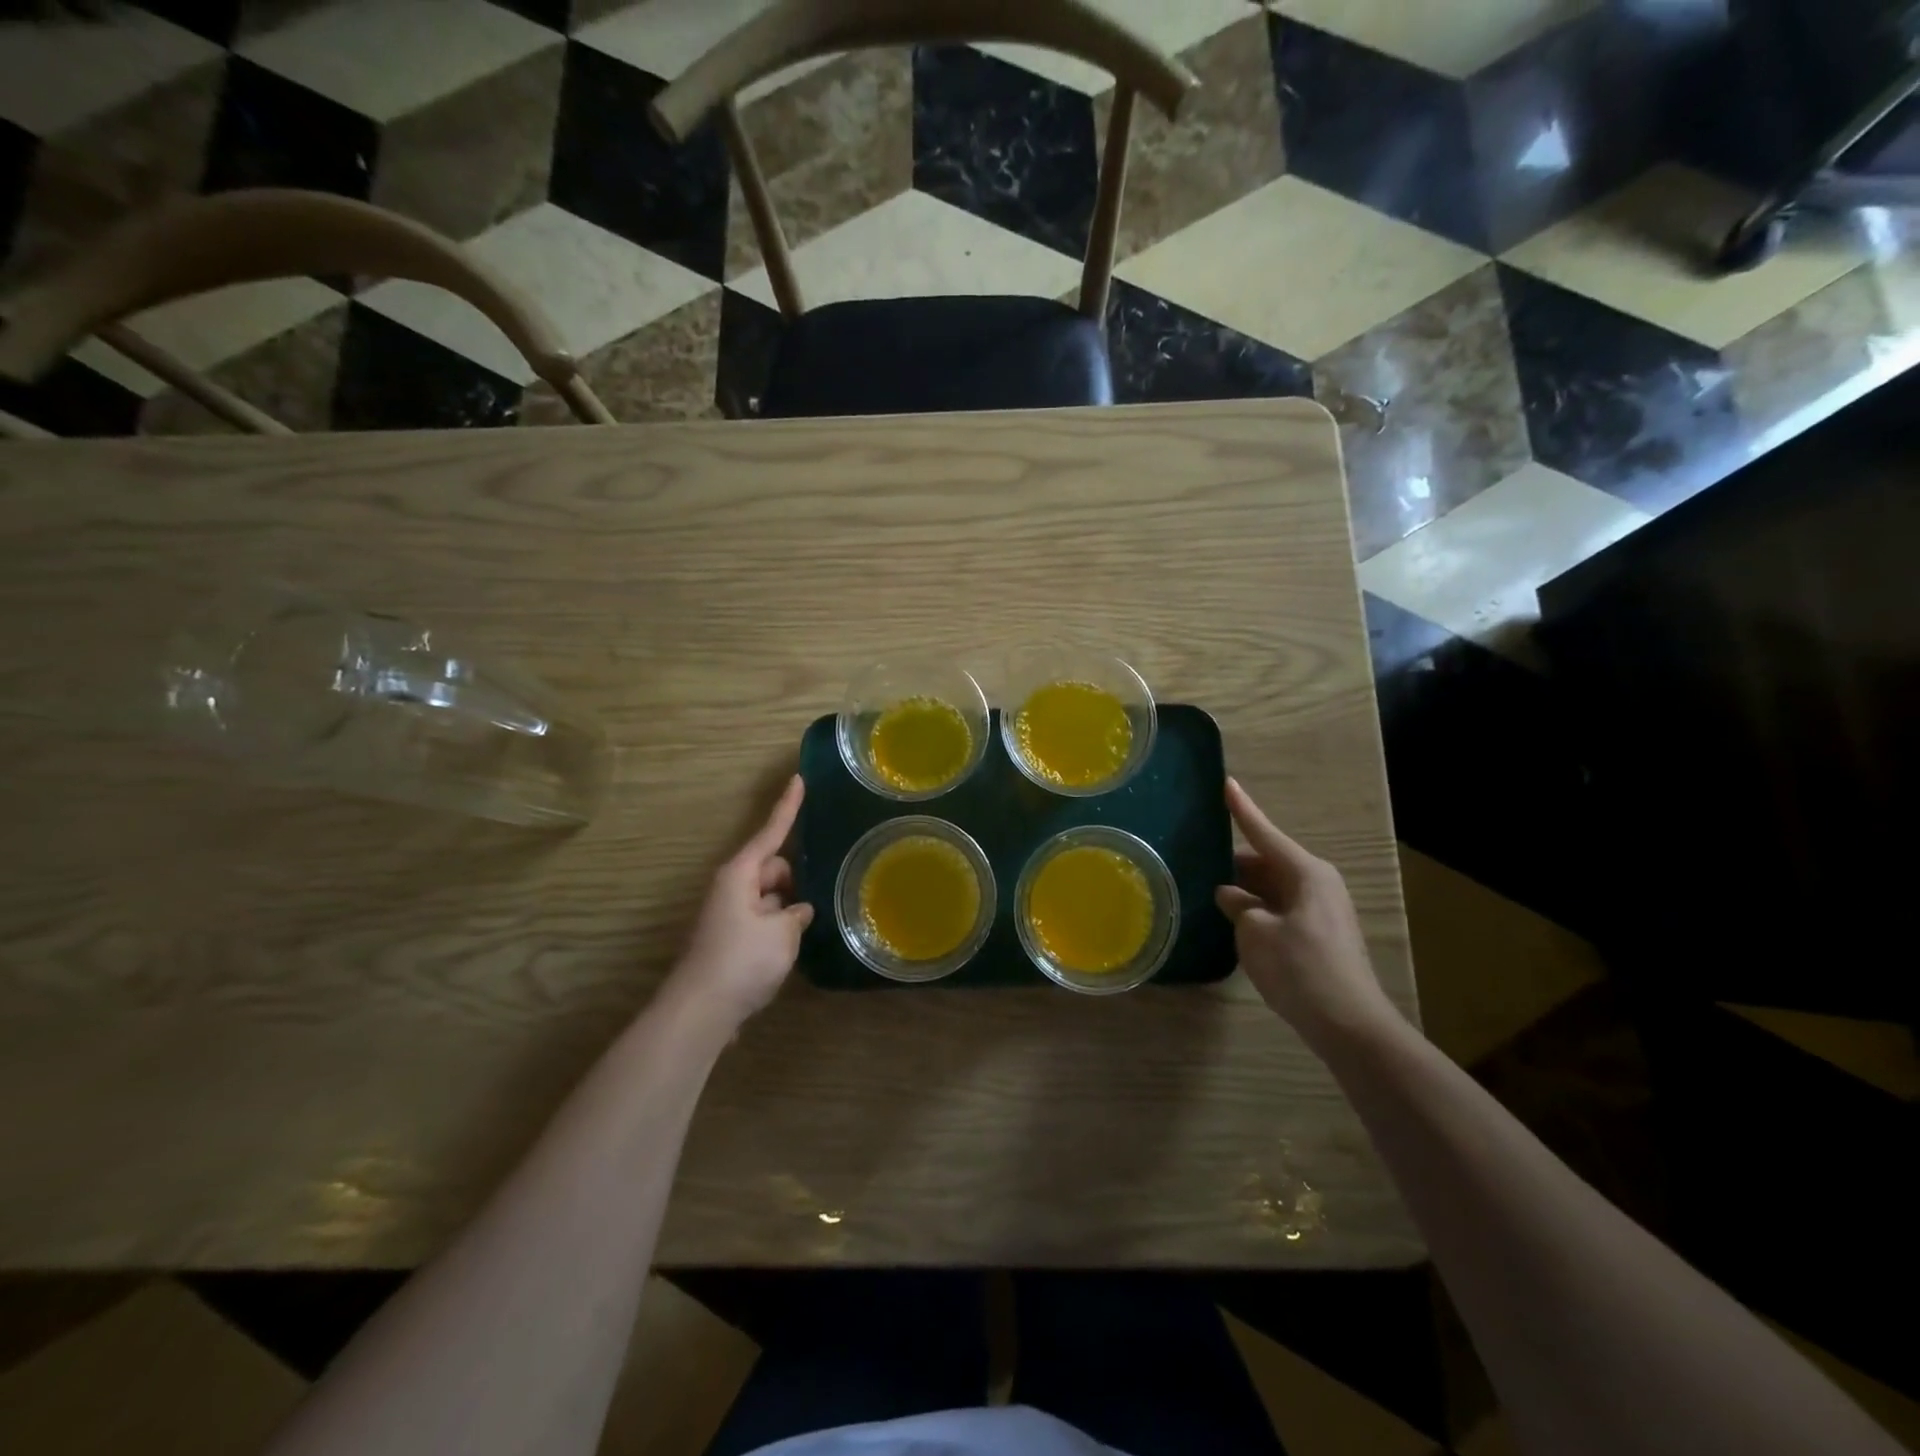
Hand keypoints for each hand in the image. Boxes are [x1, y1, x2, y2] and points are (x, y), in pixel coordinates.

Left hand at [670, 775, 814, 1027]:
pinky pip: (762, 919)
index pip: (771, 831)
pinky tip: (794, 946)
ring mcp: (730, 915)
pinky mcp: (731, 939)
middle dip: (794, 876)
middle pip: (772, 867)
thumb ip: (795, 914)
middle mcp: (732, 888)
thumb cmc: (742, 960)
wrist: (701, 1011)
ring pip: (769, 896)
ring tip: (809, 925)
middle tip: (816, 895)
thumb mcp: (781, 933)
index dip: (788, 806)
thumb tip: (797, 911)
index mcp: (740, 874)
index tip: (799, 778)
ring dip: (787, 905)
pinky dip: (778, 926)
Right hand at [1215, 778, 1394, 1044]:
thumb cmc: (1300, 969)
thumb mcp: (1256, 933)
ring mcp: (1320, 910)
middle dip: (1234, 863)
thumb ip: (1238, 906)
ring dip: (1244, 890)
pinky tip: (1232, 919)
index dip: (1241, 809)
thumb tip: (1230, 895)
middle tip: (1198, 858)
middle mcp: (1317, 884)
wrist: (1349, 1025)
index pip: (1264, 833)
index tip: (1226, 782)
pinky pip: (1279, 909)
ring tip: (1206, 888)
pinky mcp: (1318, 935)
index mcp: (1305, 873)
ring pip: (1272, 888)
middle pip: (1267, 862)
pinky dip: (1256, 910)